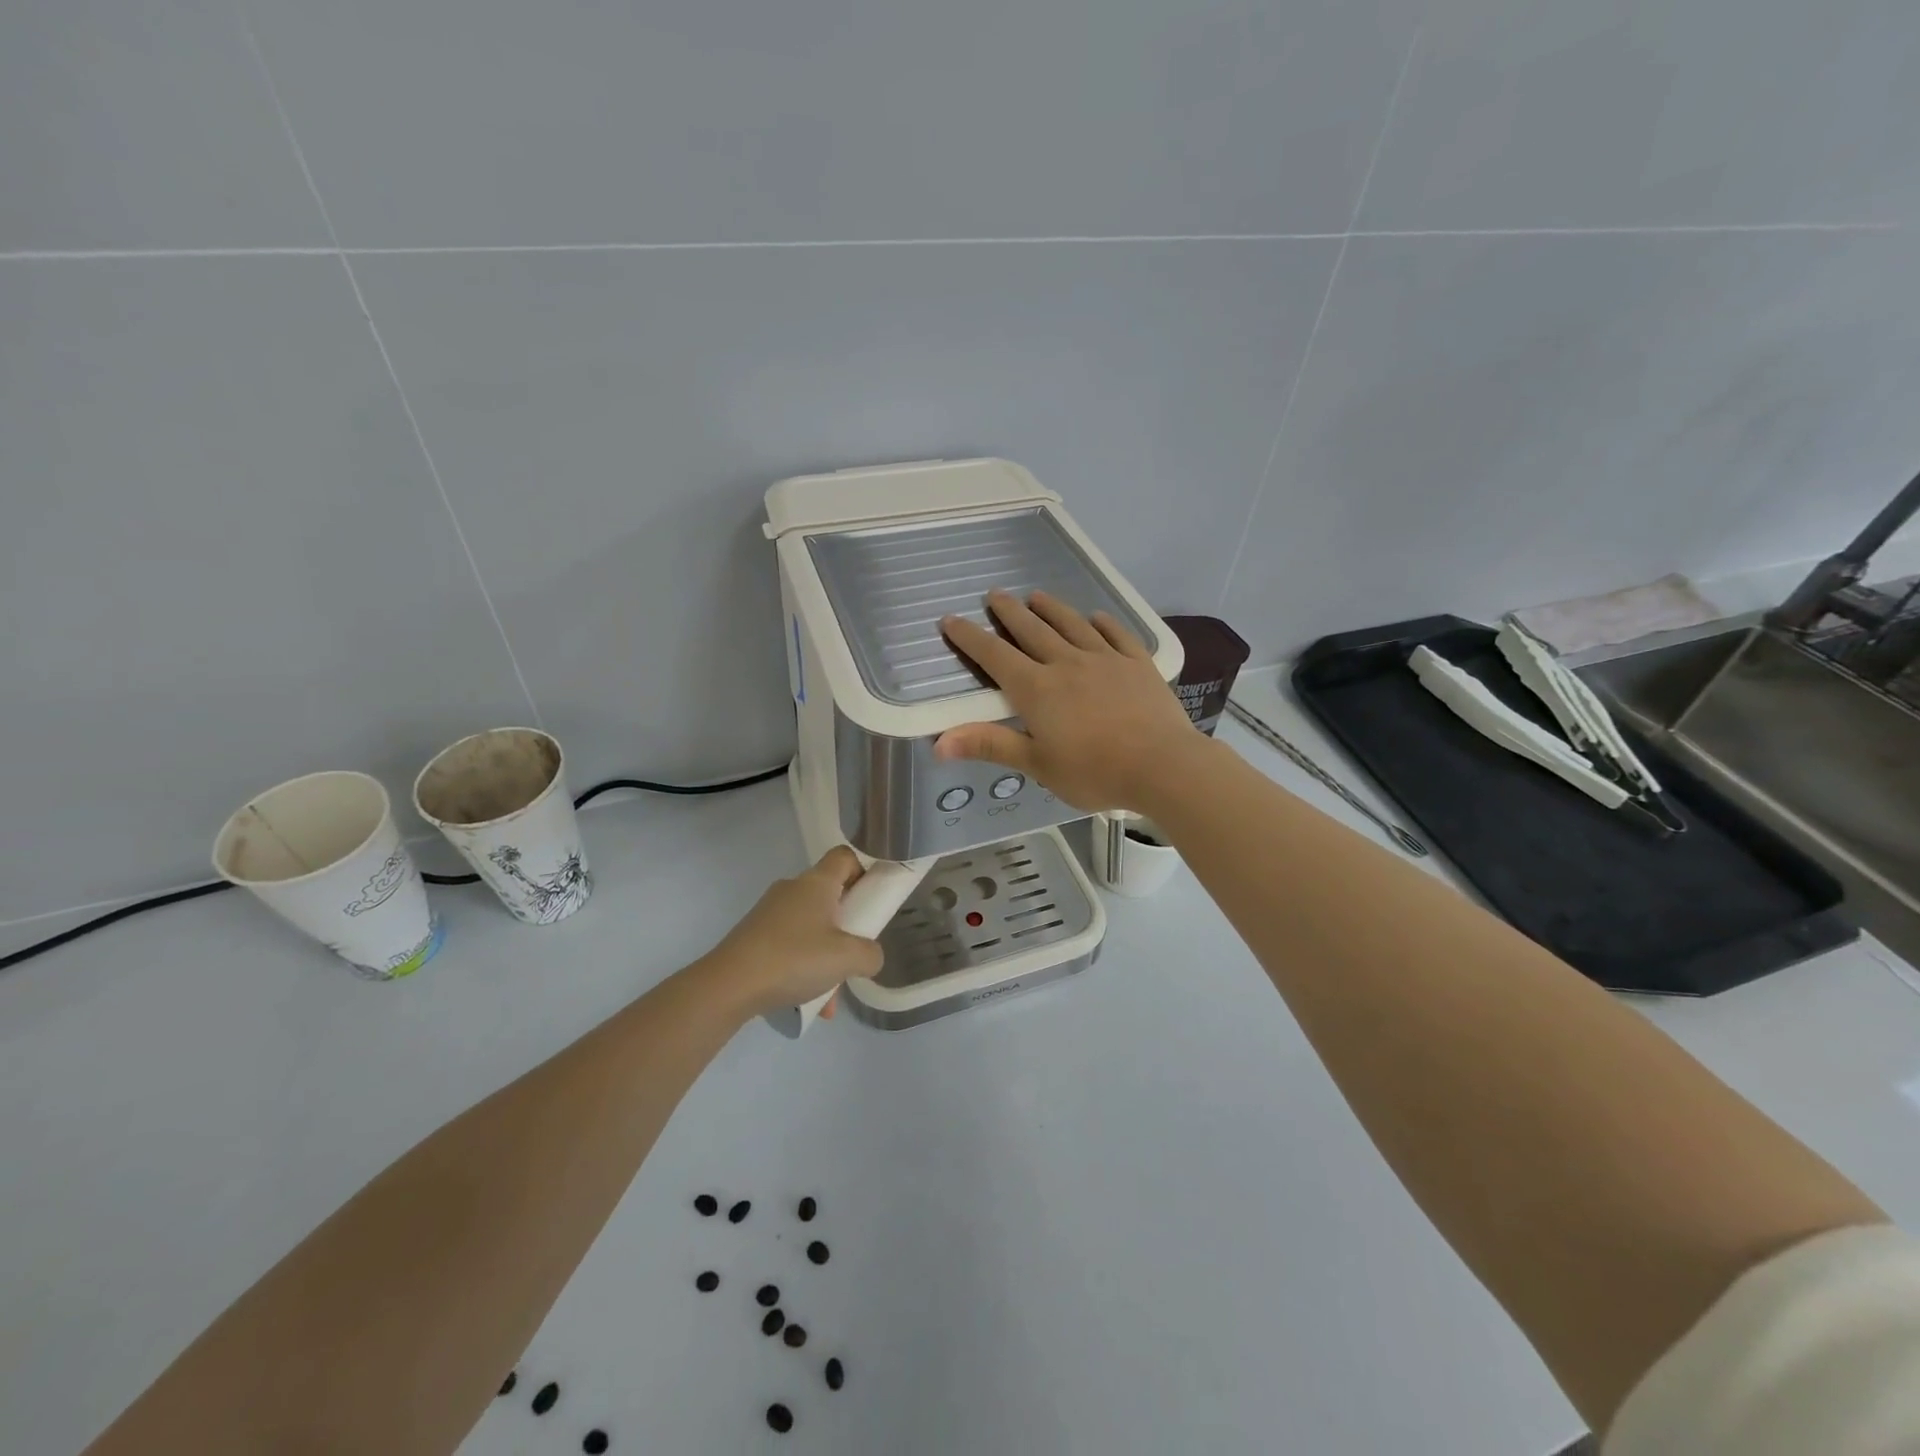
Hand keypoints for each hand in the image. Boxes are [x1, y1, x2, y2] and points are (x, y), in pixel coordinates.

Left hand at [701, 847, 885, 1015]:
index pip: (846, 857)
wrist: (728, 986)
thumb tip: (870, 956)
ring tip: (831, 994)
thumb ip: (871, 954)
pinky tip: (808, 1003)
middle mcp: (792, 890)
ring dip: (826, 955)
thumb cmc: (794, 959)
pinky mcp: (754, 936)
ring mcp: (770, 913)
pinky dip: (803, 968)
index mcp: (816, 883)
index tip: (873, 900)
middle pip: (830, 895)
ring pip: (811, 927)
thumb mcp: (847, 959)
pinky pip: (790, 946)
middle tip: (855, 950)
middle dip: (848, 924)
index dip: (864, 871)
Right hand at [937, 589, 1207, 813]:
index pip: (995, 656)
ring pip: (1072, 625)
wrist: (1163, 766)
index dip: (970, 637)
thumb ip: (989, 745)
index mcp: (1037, 689)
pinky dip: (1103, 624)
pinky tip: (1097, 617)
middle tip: (994, 594)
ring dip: (1052, 609)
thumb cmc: (1094, 772)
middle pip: (1032, 630)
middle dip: (1009, 612)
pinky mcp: (1138, 664)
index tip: (951, 619)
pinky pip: (1117, 635)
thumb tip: (938, 742)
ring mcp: (1106, 659)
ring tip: (1037, 596)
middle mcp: (1067, 664)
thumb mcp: (1036, 764)